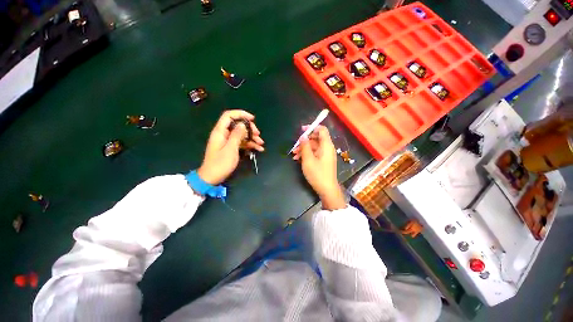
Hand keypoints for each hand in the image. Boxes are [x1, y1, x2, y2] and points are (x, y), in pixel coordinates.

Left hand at [198, 110, 263, 184]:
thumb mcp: (230, 149)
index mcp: (220, 131)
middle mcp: (224, 134)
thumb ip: (237, 135)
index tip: (252, 119)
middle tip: (258, 134)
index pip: (229, 116)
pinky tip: (258, 148)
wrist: (212, 177)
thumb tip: (243, 124)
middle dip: (249, 128)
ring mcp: (227, 141)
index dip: (240, 114)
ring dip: (252, 137)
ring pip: (241, 134)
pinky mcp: (231, 147)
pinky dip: (250, 144)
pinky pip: (241, 142)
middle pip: (237, 125)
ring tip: (261, 143)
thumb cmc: (220, 164)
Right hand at [292, 126, 344, 209]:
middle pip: (316, 138)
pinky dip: (307, 154)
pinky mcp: (323, 161)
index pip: (322, 130)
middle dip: (305, 141)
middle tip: (295, 146)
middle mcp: (327, 148)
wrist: (327, 189)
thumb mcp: (308, 160)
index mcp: (326, 145)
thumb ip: (305, 146)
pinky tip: (298, 159)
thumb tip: (303, 136)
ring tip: (294, 155)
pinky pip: (315, 153)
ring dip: (304, 149)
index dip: (312, 127)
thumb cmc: (317, 174)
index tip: (302, 131)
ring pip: (314, 147)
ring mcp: (326, 155)